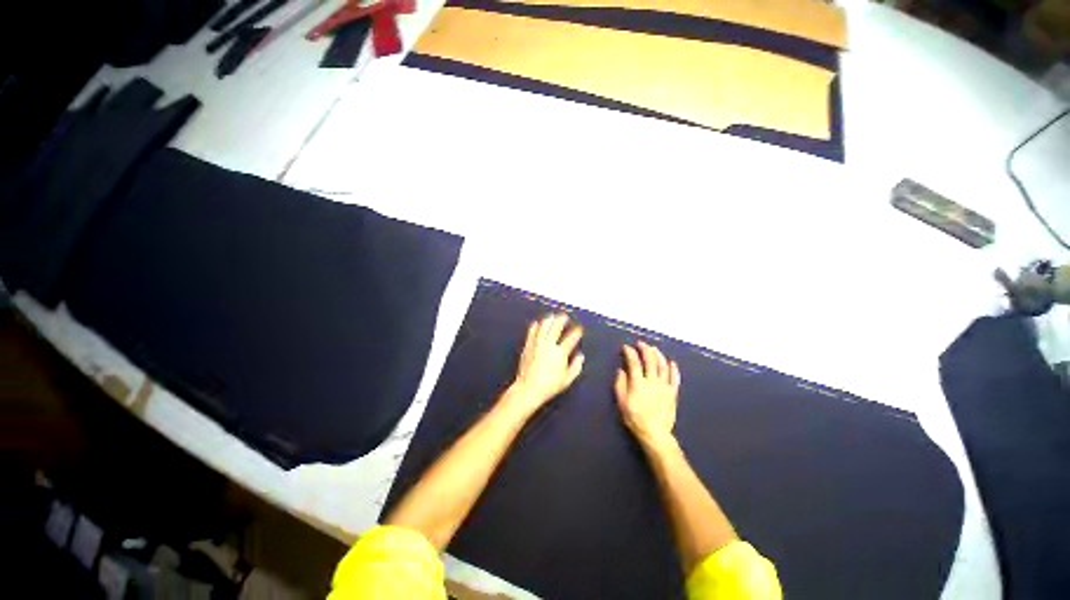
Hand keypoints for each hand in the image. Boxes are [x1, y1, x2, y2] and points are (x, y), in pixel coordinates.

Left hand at [506, 313, 584, 413]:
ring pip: (543, 327)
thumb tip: (580, 357)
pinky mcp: (528, 347)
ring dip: (549, 320)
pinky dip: (535, 327)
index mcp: (560, 353)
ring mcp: (537, 345)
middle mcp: (548, 346)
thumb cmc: (548, 386)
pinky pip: (532, 333)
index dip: (577, 332)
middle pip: (556, 327)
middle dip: (562, 320)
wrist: (528, 388)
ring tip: (552, 317)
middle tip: (565, 317)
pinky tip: (537, 324)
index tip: (579, 329)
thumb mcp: (567, 380)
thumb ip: (576, 367)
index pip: (571, 338)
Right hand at [615, 341, 680, 450]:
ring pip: (663, 365)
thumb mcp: (622, 404)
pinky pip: (675, 377)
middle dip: (645, 349)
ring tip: (654, 350)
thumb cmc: (635, 420)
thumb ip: (620, 386)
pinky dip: (673, 368)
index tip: (626, 347)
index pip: (634, 362)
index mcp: (638, 383)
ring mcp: (665, 385)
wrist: (655, 432)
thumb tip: (621, 371)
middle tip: (641, 344)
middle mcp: (652, 380)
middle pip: (650, 359)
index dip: (630, 353)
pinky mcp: (673, 392)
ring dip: (658, 355)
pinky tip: (671, 363)